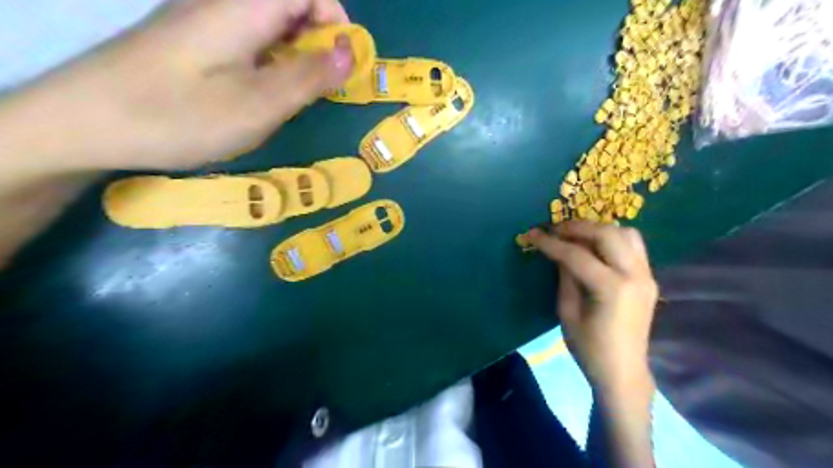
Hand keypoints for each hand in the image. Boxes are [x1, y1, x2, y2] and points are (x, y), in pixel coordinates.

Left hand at [8, 0, 353, 171]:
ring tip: (291, 96)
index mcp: (245, 7)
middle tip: (318, 90)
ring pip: (272, 24)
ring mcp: (206, 19)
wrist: (86, 123)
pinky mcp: (193, 39)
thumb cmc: (180, 116)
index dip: (337, 22)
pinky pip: (249, 39)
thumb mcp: (258, 104)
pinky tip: (259, 93)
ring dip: (295, 55)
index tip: (342, 66)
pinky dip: (269, 62)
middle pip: (292, 5)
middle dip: (319, 43)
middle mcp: (226, 2)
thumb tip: (351, 52)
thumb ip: (309, 76)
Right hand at [531, 222, 660, 398]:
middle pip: (606, 234)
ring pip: (625, 233)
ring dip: (598, 228)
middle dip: (577, 227)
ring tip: (575, 234)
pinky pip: (633, 245)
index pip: (577, 255)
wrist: (622, 371)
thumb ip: (565, 277)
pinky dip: (613, 238)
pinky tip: (595, 246)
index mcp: (611, 288)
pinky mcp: (648, 278)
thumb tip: (558, 252)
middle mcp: (634, 275)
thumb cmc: (589, 347)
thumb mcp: (567, 312)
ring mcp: (646, 275)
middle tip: (554, 229)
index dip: (551, 243)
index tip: (532, 234)